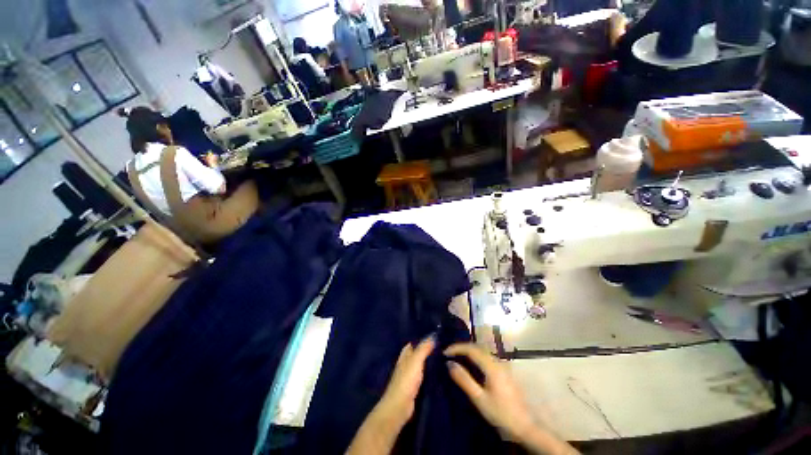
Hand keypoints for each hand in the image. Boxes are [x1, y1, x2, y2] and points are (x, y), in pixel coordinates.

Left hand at [347, 336, 434, 454]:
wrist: (400, 406)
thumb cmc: (406, 380)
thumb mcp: (415, 360)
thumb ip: (423, 348)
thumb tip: (433, 336)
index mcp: (405, 355)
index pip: (414, 342)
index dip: (423, 338)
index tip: (436, 335)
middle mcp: (406, 363)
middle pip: (418, 353)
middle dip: (428, 349)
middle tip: (443, 345)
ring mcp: (410, 375)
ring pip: (421, 363)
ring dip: (430, 360)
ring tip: (444, 356)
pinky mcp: (414, 386)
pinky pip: (424, 374)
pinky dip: (430, 371)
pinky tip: (439, 371)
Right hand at [444, 343, 534, 441]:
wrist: (525, 426)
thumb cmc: (501, 413)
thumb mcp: (479, 399)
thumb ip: (464, 380)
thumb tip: (449, 363)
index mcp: (491, 366)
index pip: (471, 349)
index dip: (456, 347)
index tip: (445, 352)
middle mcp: (497, 361)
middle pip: (477, 347)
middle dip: (461, 347)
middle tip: (449, 353)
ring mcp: (502, 365)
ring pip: (482, 351)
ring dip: (468, 351)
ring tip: (457, 357)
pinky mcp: (504, 371)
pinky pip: (486, 357)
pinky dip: (475, 356)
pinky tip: (470, 364)